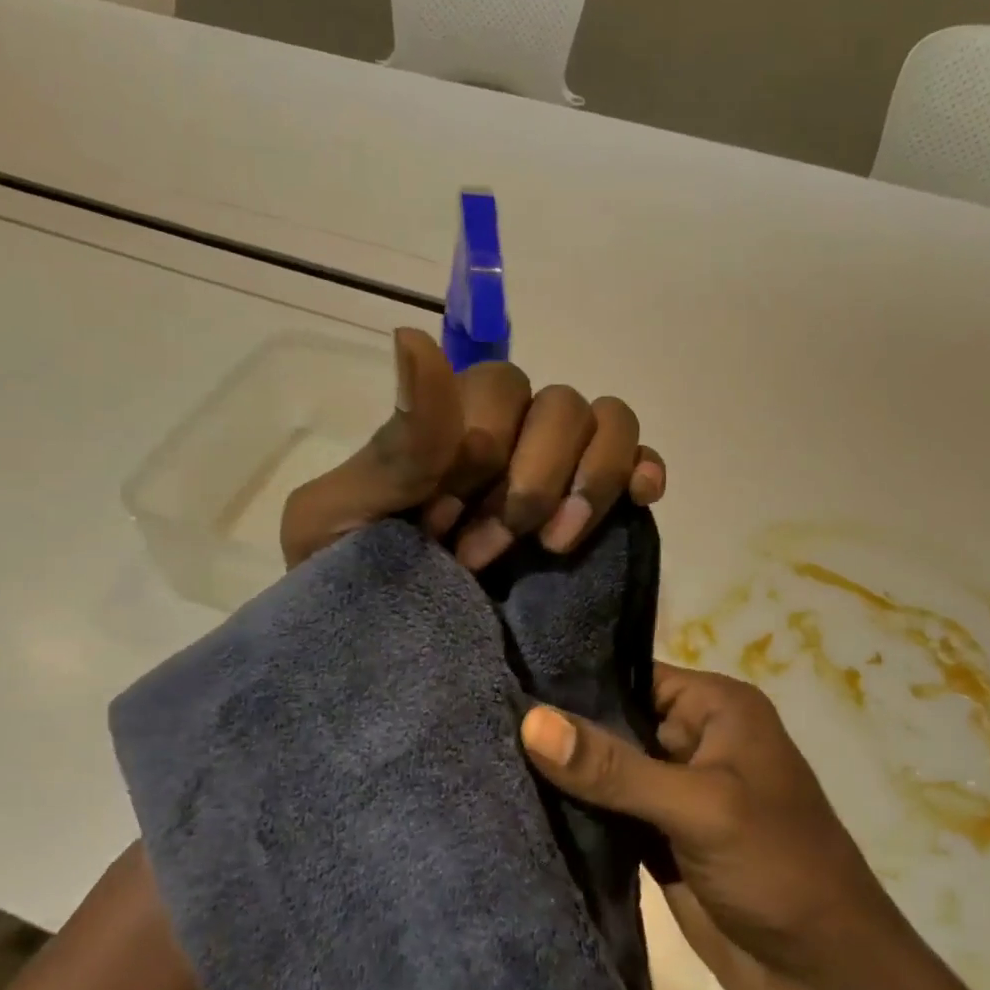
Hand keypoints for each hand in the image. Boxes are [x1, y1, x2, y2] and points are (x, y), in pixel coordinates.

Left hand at [281, 328, 665, 570]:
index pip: (499, 388)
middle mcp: (509, 437)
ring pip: (607, 422)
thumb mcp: (346, 515)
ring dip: (588, 480)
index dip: (482, 452)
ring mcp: (556, 472)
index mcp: (448, 426)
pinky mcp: (592, 512)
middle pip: (560, 405)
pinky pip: (639, 461)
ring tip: (555, 544)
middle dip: (530, 481)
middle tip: (485, 555)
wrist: (374, 651)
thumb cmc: (346, 580)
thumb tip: (413, 338)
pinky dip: (643, 470)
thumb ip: (397, 442)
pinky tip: (641, 497)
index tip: (442, 526)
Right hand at [520, 664, 899, 989]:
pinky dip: (575, 815)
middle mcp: (695, 741)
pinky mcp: (659, 841)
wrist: (826, 979)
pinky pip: (608, 816)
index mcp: (716, 709)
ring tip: (489, 757)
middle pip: (614, 723)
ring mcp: (675, 794)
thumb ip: (613, 767)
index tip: (508, 680)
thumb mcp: (698, 806)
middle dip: (560, 729)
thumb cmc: (777, 867)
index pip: (633, 677)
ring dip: (563, 775)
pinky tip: (519, 805)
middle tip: (486, 721)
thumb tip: (530, 720)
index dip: (575, 681)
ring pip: (607, 772)